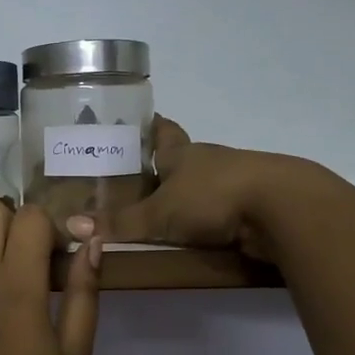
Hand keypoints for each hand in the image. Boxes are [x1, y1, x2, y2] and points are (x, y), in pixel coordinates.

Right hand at [65, 116, 293, 262]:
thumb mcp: (159, 214)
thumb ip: (120, 223)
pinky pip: (222, 210)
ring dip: (187, 195)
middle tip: (136, 179)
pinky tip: (194, 233)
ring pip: (203, 185)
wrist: (283, 208)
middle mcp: (208, 161)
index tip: (140, 121)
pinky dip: (208, 219)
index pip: (163, 131)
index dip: (150, 126)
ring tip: (160, 212)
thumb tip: (72, 226)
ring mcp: (235, 182)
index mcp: (183, 153)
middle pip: (182, 159)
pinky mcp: (254, 206)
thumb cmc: (213, 197)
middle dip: (163, 167)